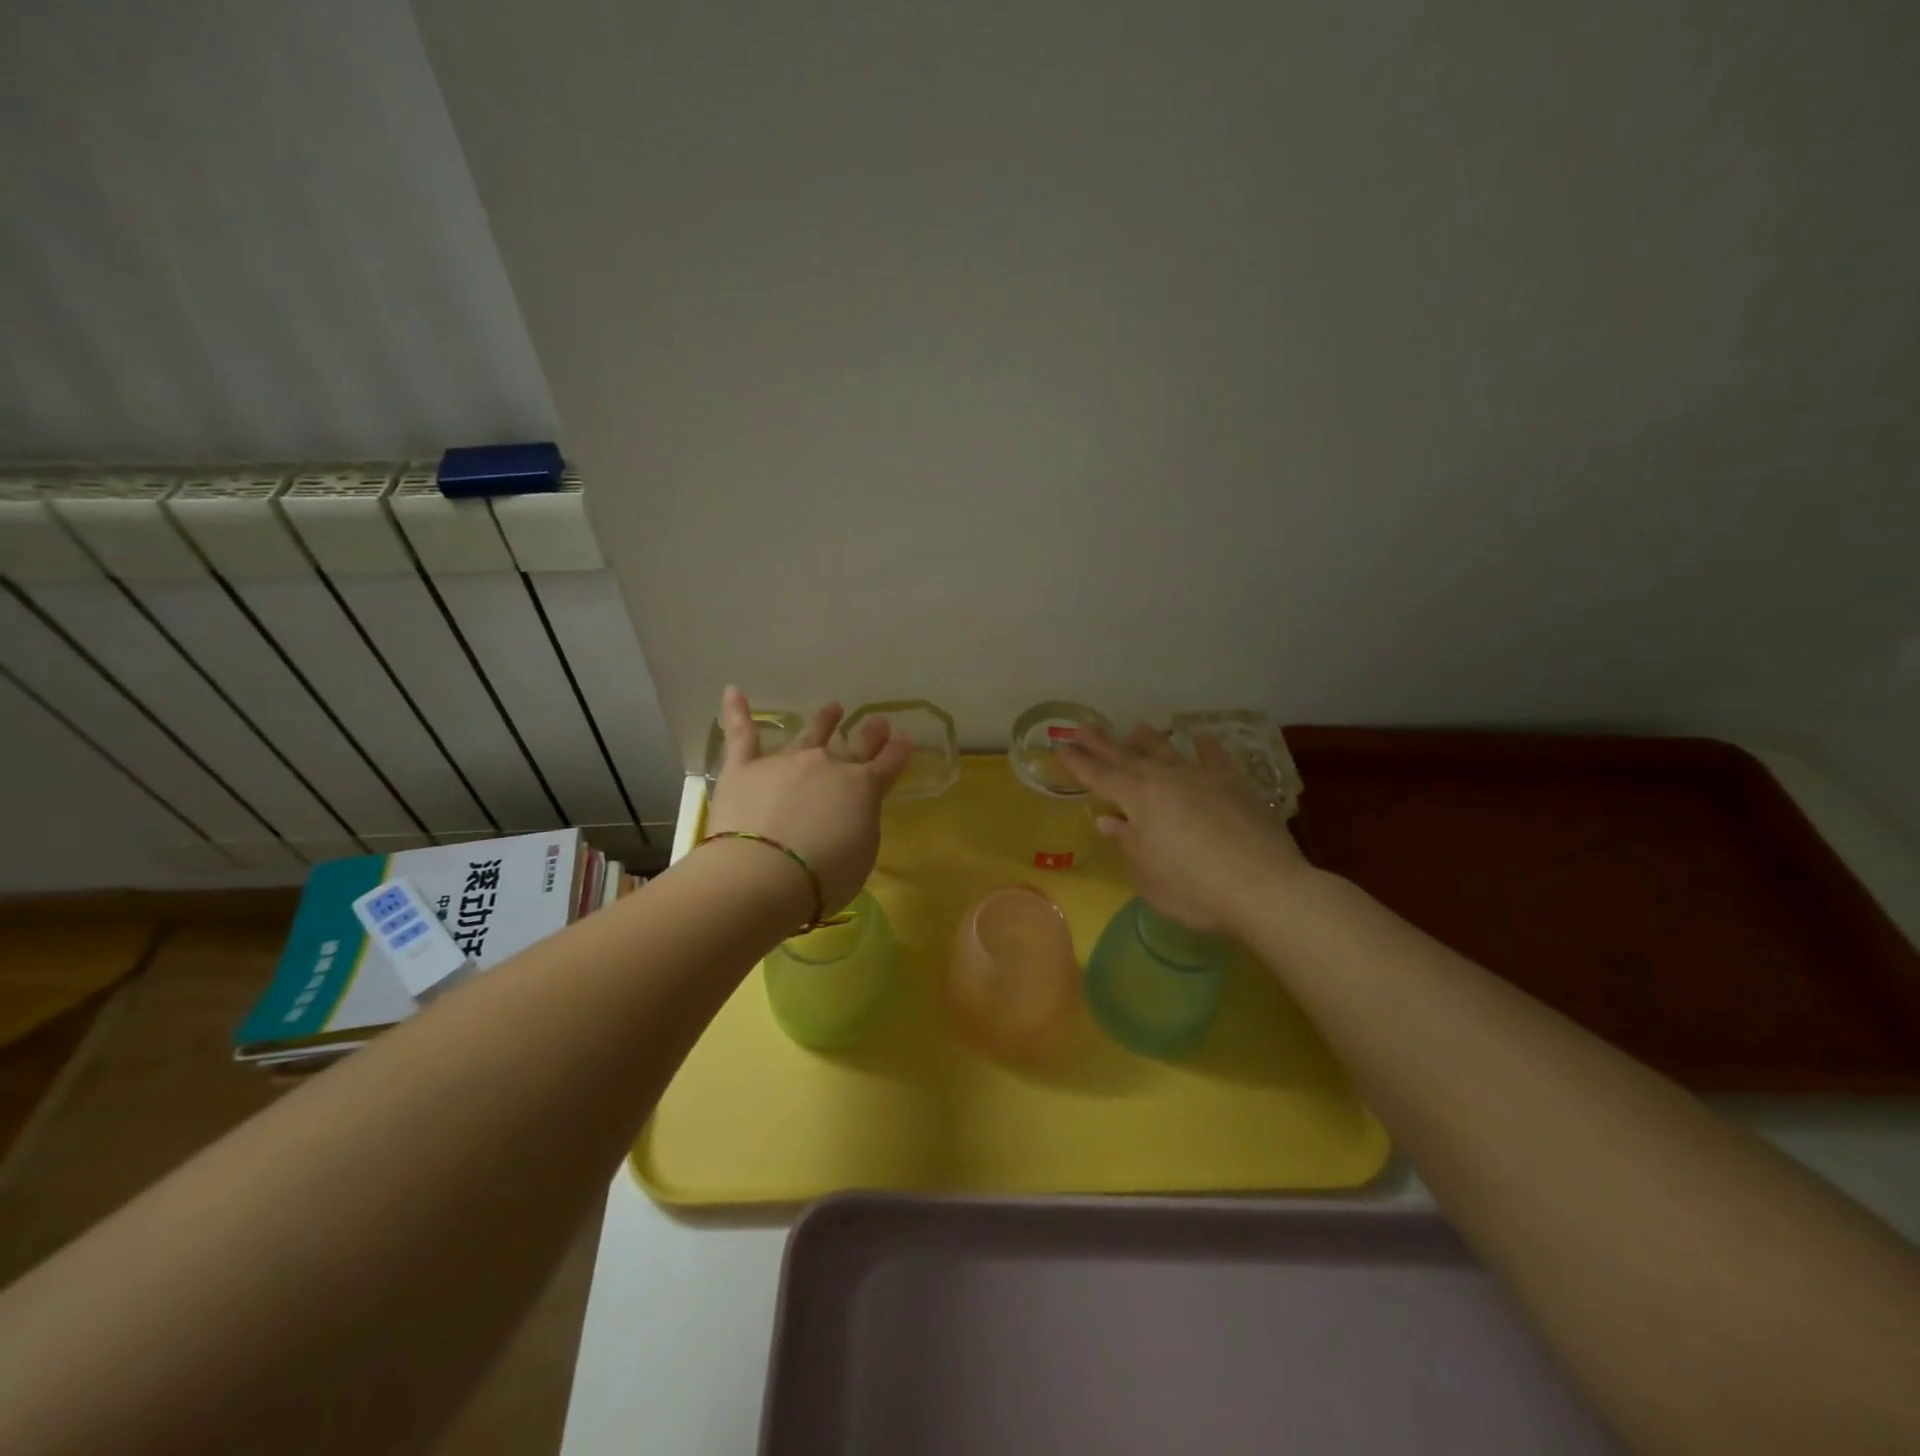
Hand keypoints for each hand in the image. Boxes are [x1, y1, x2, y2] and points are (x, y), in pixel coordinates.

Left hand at [705, 687, 911, 915]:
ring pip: (809, 733)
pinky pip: (741, 735)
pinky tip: (733, 692)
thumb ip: (859, 824)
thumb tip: (851, 810)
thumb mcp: (862, 854)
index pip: (887, 764)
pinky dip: (736, 712)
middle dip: (870, 733)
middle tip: (878, 722)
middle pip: (855, 745)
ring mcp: (785, 761)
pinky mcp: (744, 767)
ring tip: (833, 708)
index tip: (904, 740)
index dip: (897, 752)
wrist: (763, 874)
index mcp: (862, 787)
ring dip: (823, 720)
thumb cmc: (823, 876)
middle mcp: (827, 765)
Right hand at [1057, 722, 1309, 935]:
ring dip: (1149, 740)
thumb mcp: (1145, 874)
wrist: (1264, 887)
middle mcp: (1167, 780)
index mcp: (1139, 799)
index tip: (1061, 747)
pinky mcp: (1236, 786)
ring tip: (1134, 726)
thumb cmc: (1193, 888)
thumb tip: (1108, 820)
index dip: (1079, 763)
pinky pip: (1216, 758)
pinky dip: (1206, 745)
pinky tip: (1200, 734)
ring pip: (1168, 752)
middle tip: (1083, 726)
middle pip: (1128, 758)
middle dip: (1103, 743)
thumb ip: (1126, 843)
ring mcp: (1203, 779)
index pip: (1100, 777)